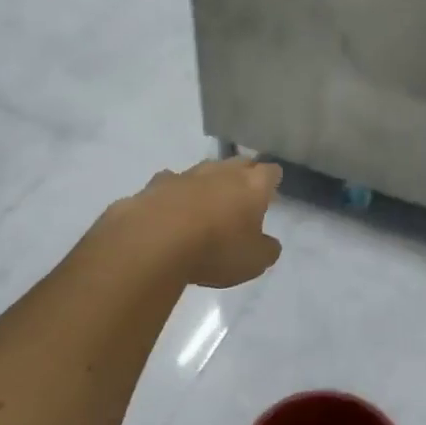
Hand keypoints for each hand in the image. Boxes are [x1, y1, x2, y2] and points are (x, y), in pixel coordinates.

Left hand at [112, 157, 283, 288]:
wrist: (153, 242)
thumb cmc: (215, 250)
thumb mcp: (254, 262)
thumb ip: (266, 249)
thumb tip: (268, 243)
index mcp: (251, 186)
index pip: (270, 172)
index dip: (272, 180)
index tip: (271, 190)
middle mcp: (221, 172)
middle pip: (238, 163)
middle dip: (243, 174)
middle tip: (244, 192)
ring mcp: (185, 175)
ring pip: (204, 170)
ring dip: (209, 182)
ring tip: (208, 200)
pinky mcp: (154, 185)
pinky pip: (171, 183)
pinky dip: (175, 193)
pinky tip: (171, 207)